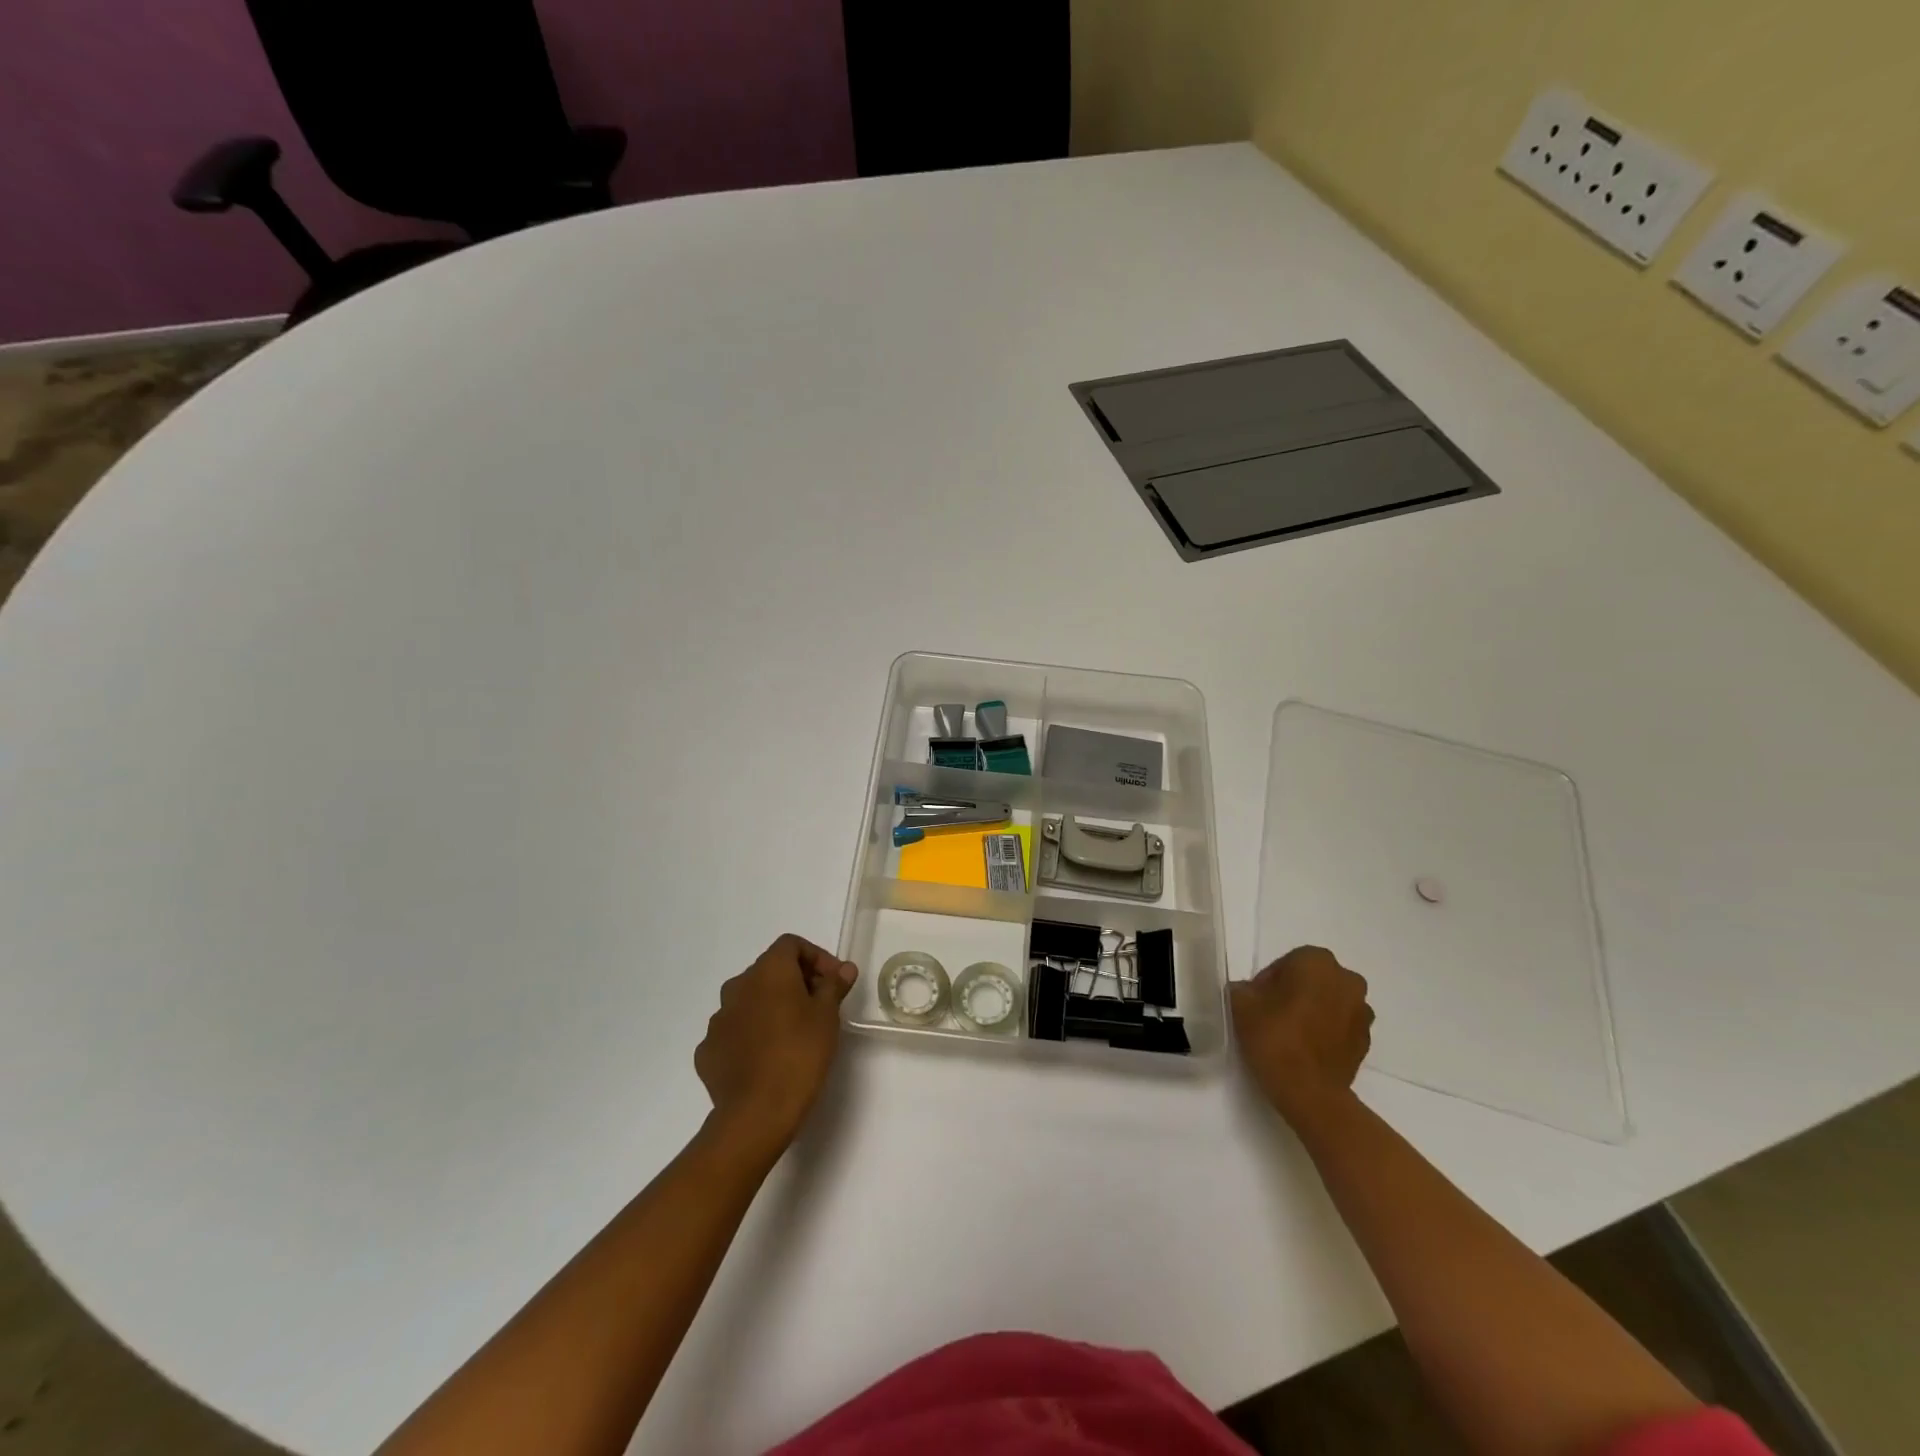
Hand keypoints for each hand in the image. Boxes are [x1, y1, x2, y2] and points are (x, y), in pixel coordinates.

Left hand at [696, 934, 857, 1155]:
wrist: (756, 1113)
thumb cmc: (800, 1054)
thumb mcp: (827, 1016)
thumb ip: (834, 985)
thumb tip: (843, 968)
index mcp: (768, 971)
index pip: (791, 945)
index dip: (816, 957)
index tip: (833, 981)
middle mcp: (737, 986)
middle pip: (769, 971)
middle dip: (795, 982)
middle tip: (818, 1007)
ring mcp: (718, 1019)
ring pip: (749, 1001)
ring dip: (770, 1008)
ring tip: (792, 1035)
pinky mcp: (707, 1050)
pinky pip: (734, 1032)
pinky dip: (751, 1036)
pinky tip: (766, 1058)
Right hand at [1231, 945, 1373, 1131]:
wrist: (1310, 1093)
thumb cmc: (1275, 1037)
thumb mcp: (1240, 1003)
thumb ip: (1242, 988)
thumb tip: (1248, 992)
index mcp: (1317, 961)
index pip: (1287, 962)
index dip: (1268, 981)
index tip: (1256, 1003)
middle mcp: (1347, 979)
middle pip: (1313, 980)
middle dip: (1294, 992)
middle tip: (1271, 1016)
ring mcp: (1362, 1012)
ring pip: (1329, 1002)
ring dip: (1313, 1011)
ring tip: (1290, 1035)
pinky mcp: (1366, 1041)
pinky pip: (1341, 1027)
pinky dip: (1325, 1032)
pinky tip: (1305, 1050)